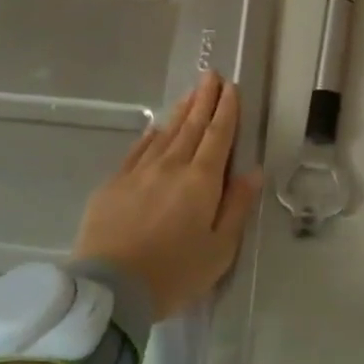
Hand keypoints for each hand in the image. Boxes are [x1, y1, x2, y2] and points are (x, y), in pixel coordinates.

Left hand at [73, 71, 259, 320]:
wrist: (111, 288)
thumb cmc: (174, 273)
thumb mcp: (220, 249)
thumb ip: (237, 206)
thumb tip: (253, 171)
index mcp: (201, 181)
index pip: (218, 136)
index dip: (226, 110)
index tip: (231, 87)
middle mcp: (171, 166)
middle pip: (192, 126)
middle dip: (204, 99)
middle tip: (212, 75)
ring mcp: (139, 172)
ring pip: (165, 133)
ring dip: (180, 111)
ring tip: (190, 93)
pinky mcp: (114, 183)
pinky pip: (137, 150)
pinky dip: (151, 135)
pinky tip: (155, 128)